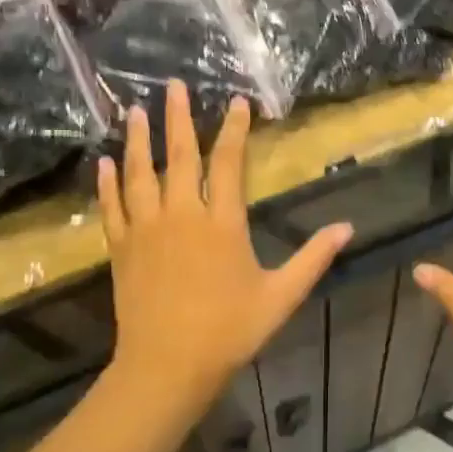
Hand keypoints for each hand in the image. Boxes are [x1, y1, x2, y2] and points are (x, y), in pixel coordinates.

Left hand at [99, 80, 351, 414]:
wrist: (168, 366)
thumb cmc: (230, 331)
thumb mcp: (281, 296)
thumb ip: (313, 258)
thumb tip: (348, 228)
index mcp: (222, 223)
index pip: (229, 164)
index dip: (233, 130)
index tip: (235, 103)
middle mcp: (182, 215)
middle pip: (180, 156)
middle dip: (178, 118)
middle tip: (172, 85)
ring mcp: (147, 229)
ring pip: (140, 173)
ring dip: (138, 139)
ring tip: (135, 110)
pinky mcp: (122, 248)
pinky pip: (112, 206)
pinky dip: (108, 182)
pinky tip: (105, 162)